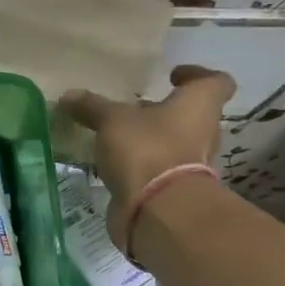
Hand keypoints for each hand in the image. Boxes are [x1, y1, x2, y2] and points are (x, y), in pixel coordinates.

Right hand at [60, 66, 236, 248]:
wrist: (157, 210)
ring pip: (175, 144)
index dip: (197, 75)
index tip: (173, 76)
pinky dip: (141, 166)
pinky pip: (158, 170)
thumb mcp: (112, 120)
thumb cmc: (146, 149)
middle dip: (165, 112)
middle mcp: (204, 132)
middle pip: (192, 115)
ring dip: (152, 140)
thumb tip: (68, 94)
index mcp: (199, 105)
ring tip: (119, 137)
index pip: (216, 82)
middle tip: (136, 109)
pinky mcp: (173, 190)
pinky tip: (114, 164)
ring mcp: (192, 165)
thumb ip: (92, 107)